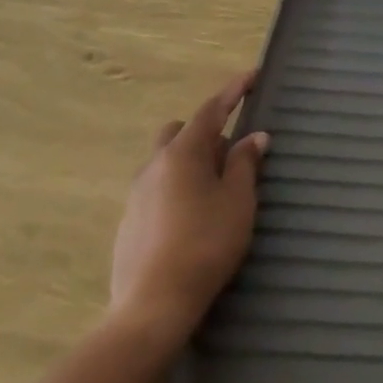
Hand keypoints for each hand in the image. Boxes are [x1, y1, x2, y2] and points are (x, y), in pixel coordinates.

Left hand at [109, 72, 269, 346]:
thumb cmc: (206, 243)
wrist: (152, 306)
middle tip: (231, 151)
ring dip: (191, 162)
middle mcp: (153, 167)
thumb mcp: (238, 200)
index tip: (252, 75)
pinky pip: (157, 189)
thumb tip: (254, 137)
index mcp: (182, 153)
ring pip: (165, 162)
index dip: (233, 91)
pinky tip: (194, 216)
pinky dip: (178, 188)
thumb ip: (245, 163)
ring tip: (217, 188)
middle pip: (178, 132)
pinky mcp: (129, 224)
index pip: (211, 110)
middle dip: (204, 131)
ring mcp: (136, 196)